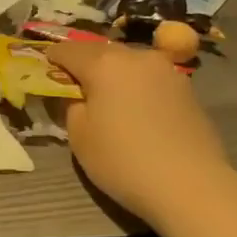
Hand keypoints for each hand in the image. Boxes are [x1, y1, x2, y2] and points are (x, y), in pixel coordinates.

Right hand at [48, 40, 233, 226]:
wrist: (191, 186)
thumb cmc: (124, 161)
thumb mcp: (80, 137)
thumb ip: (71, 106)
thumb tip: (77, 95)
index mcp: (104, 64)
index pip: (69, 51)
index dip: (53, 58)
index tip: (44, 67)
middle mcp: (136, 57)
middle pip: (101, 51)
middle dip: (85, 62)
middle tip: (73, 81)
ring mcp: (166, 71)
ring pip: (129, 62)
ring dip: (114, 72)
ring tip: (107, 94)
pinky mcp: (187, 89)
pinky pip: (151, 78)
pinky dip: (137, 85)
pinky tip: (136, 107)